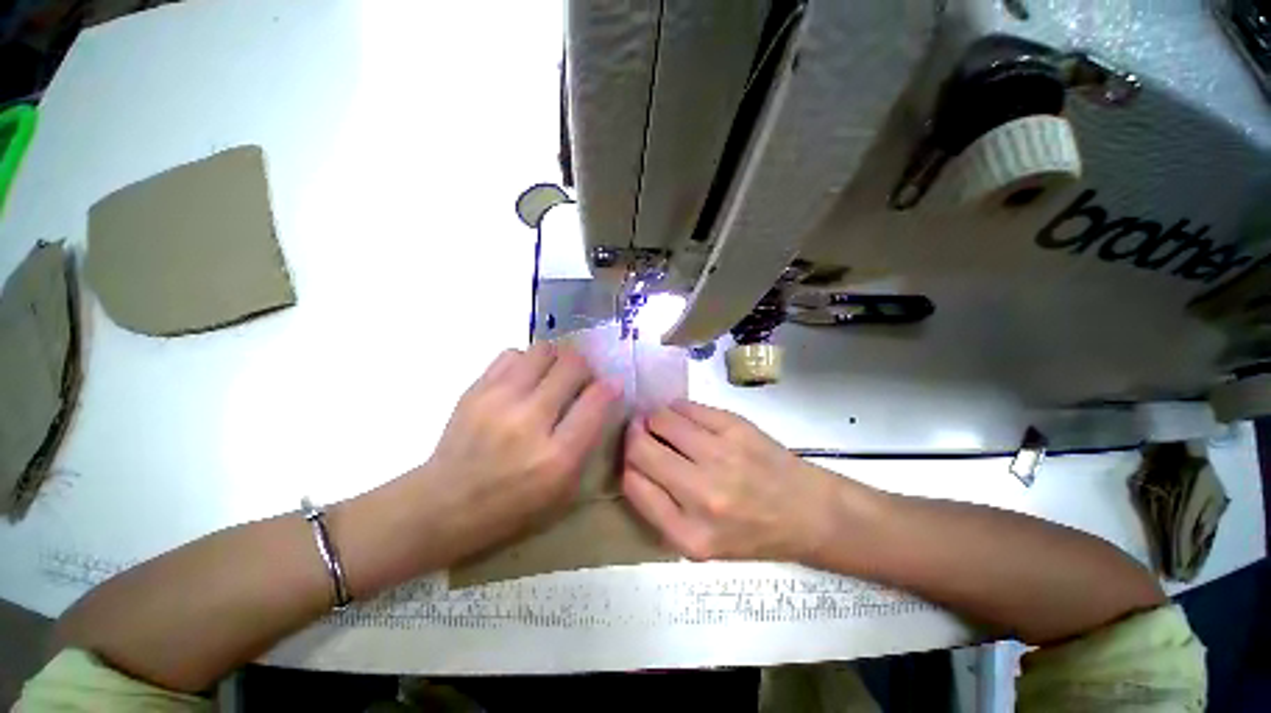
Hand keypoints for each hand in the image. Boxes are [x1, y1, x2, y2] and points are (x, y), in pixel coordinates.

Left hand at [402, 343, 618, 566]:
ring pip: (544, 350)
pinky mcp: (476, 389)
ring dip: (557, 360)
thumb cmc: (512, 506)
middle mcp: (530, 420)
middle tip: (580, 381)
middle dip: (585, 368)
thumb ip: (587, 441)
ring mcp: (499, 400)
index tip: (611, 386)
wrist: (443, 505)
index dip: (610, 387)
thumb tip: (602, 396)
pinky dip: (527, 362)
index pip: (597, 399)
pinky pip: (513, 354)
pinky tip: (523, 381)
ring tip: (552, 377)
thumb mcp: (564, 490)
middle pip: (573, 364)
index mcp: (557, 456)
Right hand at [622, 400, 849, 562]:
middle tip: (639, 431)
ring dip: (654, 418)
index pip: (632, 483)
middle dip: (633, 435)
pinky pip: (686, 407)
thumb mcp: (699, 542)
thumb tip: (631, 461)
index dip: (626, 464)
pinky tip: (683, 418)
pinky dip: (676, 409)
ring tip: (662, 424)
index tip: (631, 456)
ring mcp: (721, 456)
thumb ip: (660, 508)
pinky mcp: (736, 427)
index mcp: (688, 534)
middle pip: (640, 448)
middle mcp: (702, 494)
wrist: (807, 513)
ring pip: (661, 419)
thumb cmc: (751, 532)